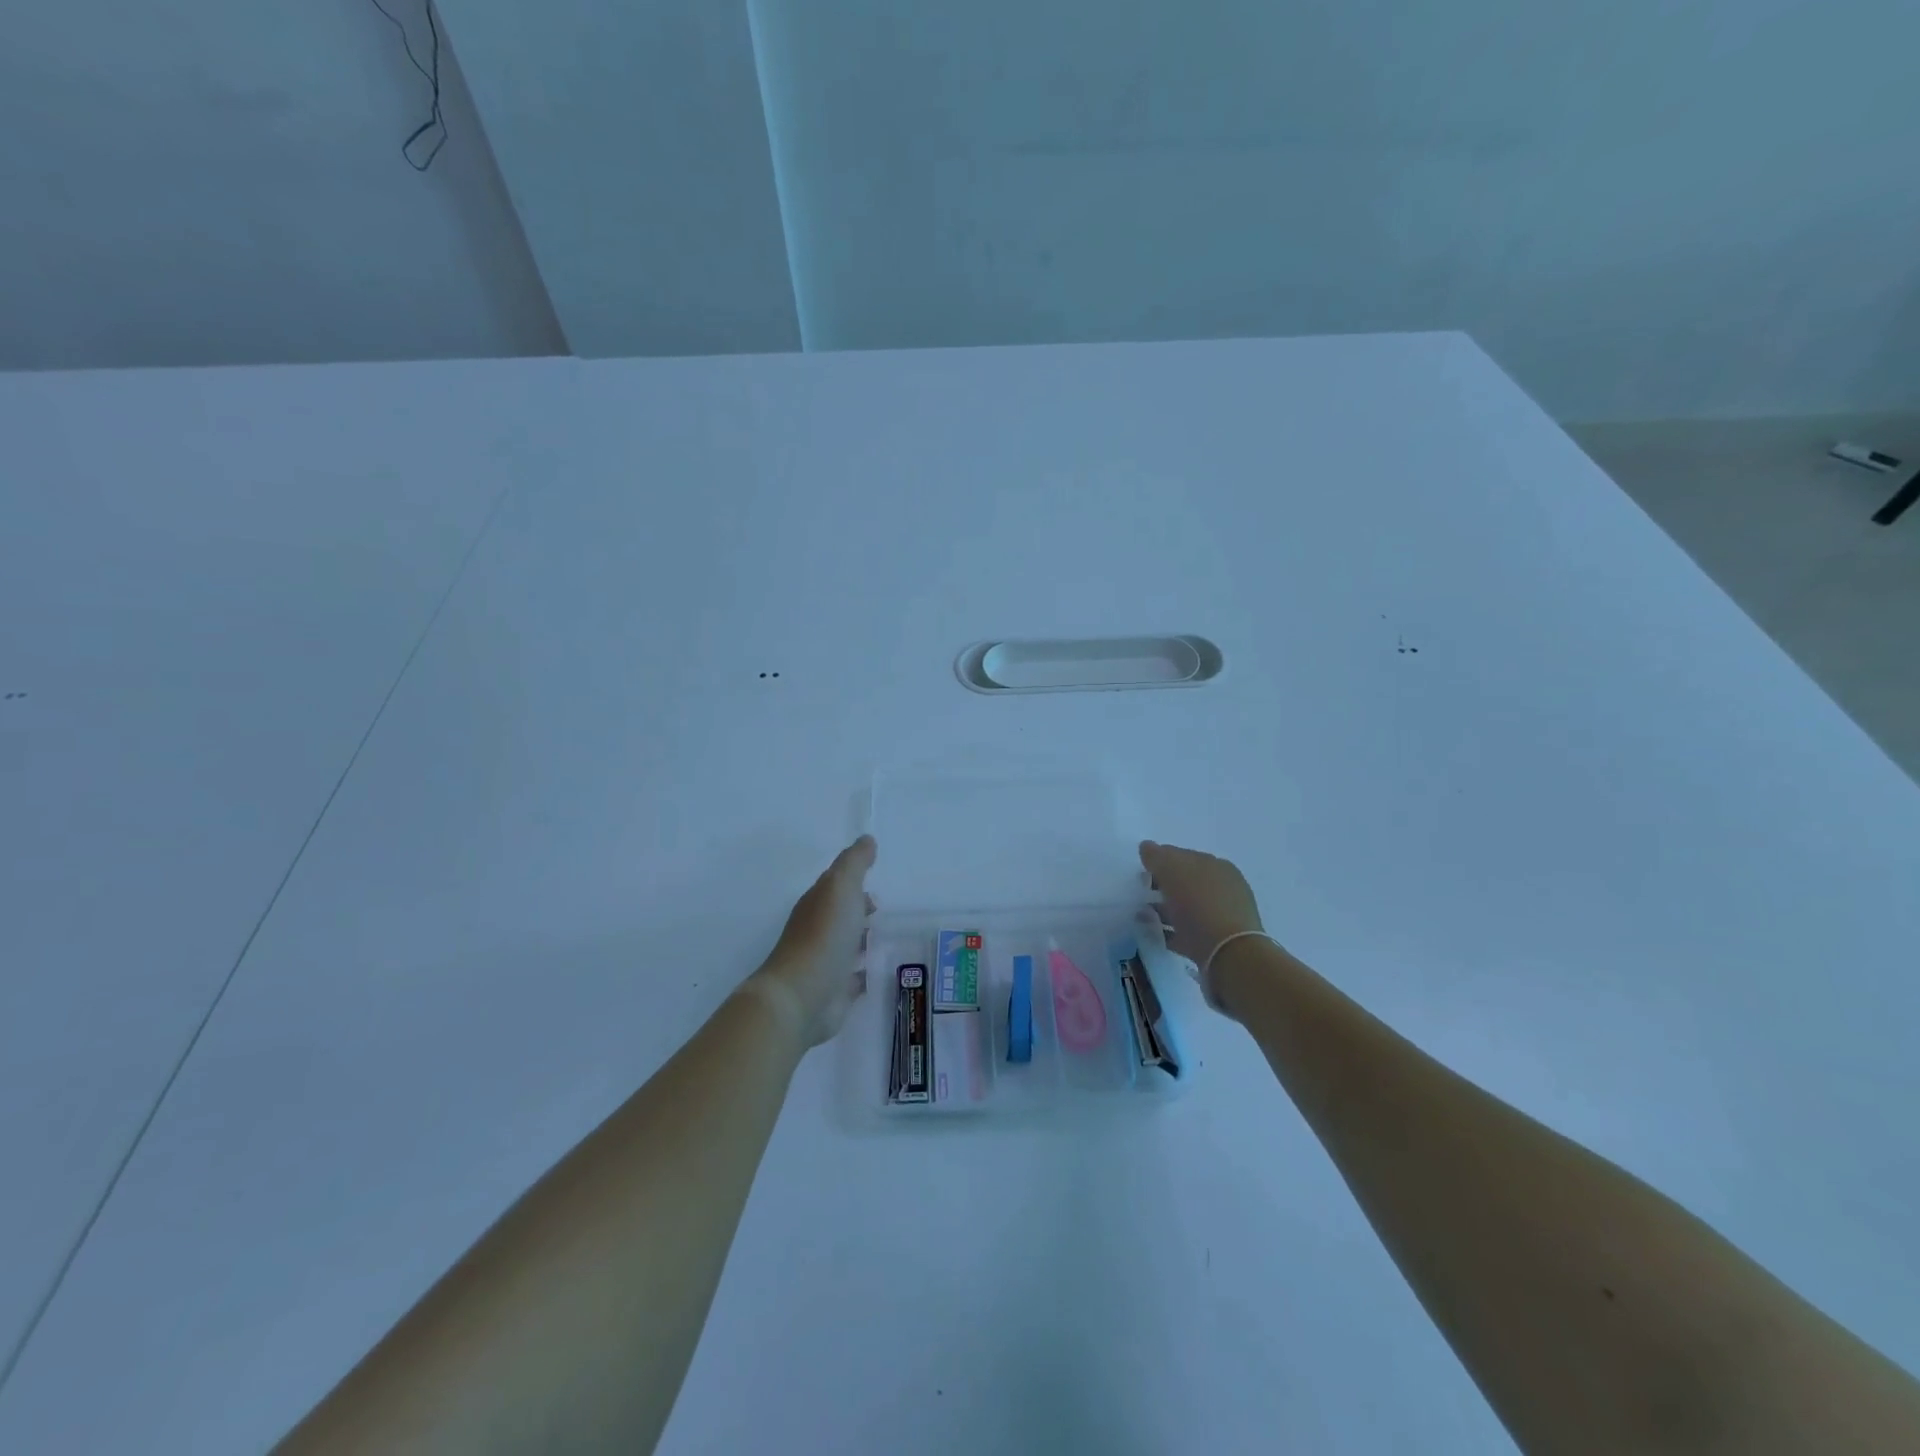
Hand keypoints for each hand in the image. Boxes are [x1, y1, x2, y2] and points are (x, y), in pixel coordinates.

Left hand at [748, 836, 876, 1048]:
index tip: (877, 883)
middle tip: (885, 910)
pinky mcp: (834, 992)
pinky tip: (879, 972)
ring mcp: (825, 963)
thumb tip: (867, 839)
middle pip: (842, 915)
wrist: (801, 996)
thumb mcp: (841, 888)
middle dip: (860, 910)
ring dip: (863, 939)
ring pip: (847, 945)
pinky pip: (853, 978)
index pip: (836, 886)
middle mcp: (818, 931)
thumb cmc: (823, 936)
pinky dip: (864, 972)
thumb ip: (855, 863)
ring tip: (889, 938)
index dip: (854, 881)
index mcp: (817, 903)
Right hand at [1139, 840, 1268, 1013]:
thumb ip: (1157, 856)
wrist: (1229, 956)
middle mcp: (1223, 888)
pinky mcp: (1216, 943)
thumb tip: (1147, 847)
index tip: (1141, 871)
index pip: (1183, 856)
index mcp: (1216, 866)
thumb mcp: (1173, 871)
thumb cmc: (1200, 905)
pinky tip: (1156, 934)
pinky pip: (1188, 932)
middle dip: (1163, 886)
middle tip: (1140, 893)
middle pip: (1186, 882)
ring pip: (1187, 908)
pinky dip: (1171, 931)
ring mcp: (1222, 916)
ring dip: (1165, 909)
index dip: (1160, 861)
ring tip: (1143, 916)